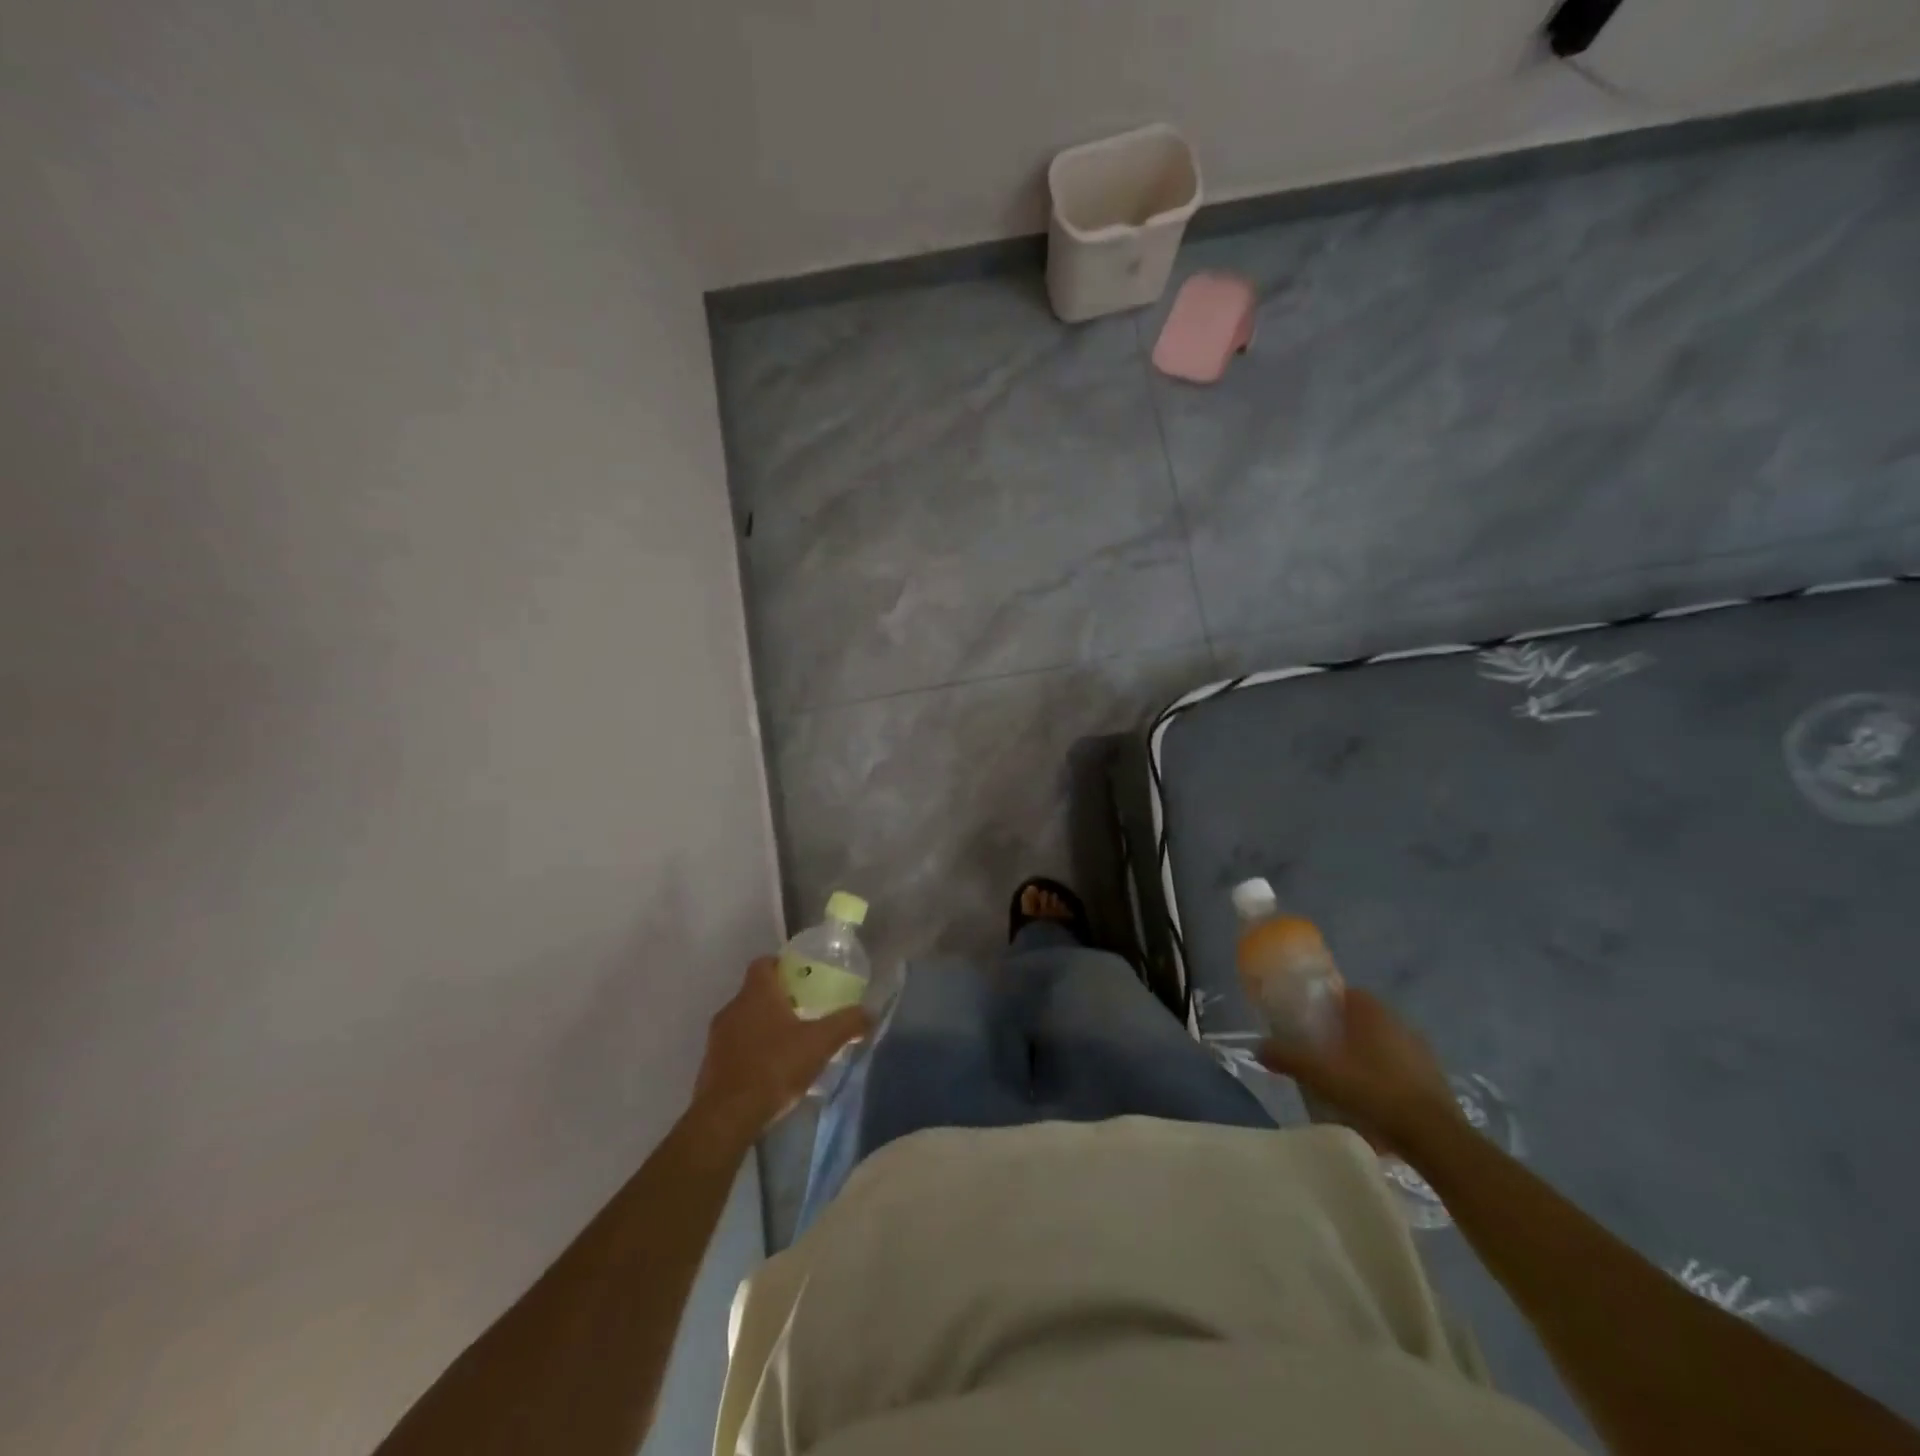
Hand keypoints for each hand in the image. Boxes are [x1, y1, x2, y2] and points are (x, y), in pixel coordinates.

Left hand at [691, 957, 870, 1139]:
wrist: (727, 1117)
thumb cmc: (774, 1067)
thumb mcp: (820, 1043)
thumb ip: (846, 1024)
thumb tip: (870, 1012)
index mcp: (756, 993)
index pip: (764, 963)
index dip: (782, 965)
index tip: (801, 977)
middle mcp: (732, 1007)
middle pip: (755, 992)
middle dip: (778, 999)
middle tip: (804, 1011)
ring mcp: (717, 1038)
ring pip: (744, 1021)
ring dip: (763, 1027)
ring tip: (789, 1044)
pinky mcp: (710, 1065)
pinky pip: (734, 1048)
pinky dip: (751, 1052)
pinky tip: (770, 1071)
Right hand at [1259, 989, 1459, 1153]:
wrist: (1434, 1137)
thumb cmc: (1374, 1092)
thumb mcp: (1322, 1075)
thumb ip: (1288, 1058)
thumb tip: (1258, 1047)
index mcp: (1372, 1013)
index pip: (1347, 993)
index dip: (1326, 1003)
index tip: (1310, 1021)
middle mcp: (1400, 1023)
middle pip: (1364, 1019)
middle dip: (1344, 1031)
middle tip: (1321, 1052)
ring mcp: (1422, 1052)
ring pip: (1385, 1044)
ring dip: (1367, 1055)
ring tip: (1345, 1079)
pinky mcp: (1436, 1080)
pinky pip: (1402, 1068)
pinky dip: (1386, 1077)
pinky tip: (1373, 1099)